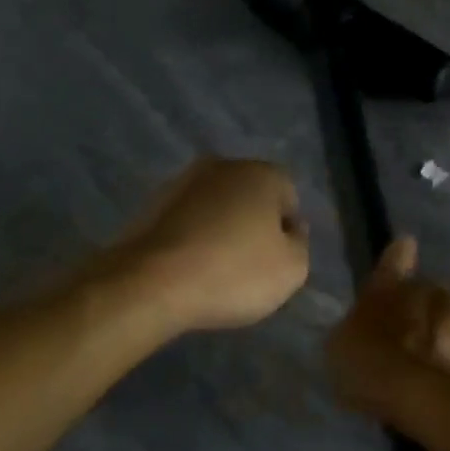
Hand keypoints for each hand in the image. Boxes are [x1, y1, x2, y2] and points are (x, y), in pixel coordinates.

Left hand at [114, 158, 309, 332]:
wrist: (150, 284)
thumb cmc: (233, 273)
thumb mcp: (292, 269)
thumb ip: (300, 244)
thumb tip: (290, 229)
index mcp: (261, 173)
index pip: (289, 196)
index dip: (288, 230)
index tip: (278, 261)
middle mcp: (222, 167)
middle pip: (250, 197)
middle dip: (253, 224)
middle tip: (250, 266)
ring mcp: (181, 183)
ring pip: (215, 207)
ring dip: (220, 230)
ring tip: (216, 271)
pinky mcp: (150, 206)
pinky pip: (186, 222)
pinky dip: (191, 240)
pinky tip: (189, 270)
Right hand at [328, 238, 449, 418]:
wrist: (418, 395)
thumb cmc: (368, 365)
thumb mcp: (341, 345)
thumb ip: (354, 326)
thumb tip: (362, 321)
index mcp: (389, 286)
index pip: (395, 260)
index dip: (399, 255)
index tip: (406, 246)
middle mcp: (427, 290)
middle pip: (427, 290)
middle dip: (422, 304)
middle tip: (410, 332)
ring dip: (442, 329)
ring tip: (430, 358)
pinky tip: (445, 376)